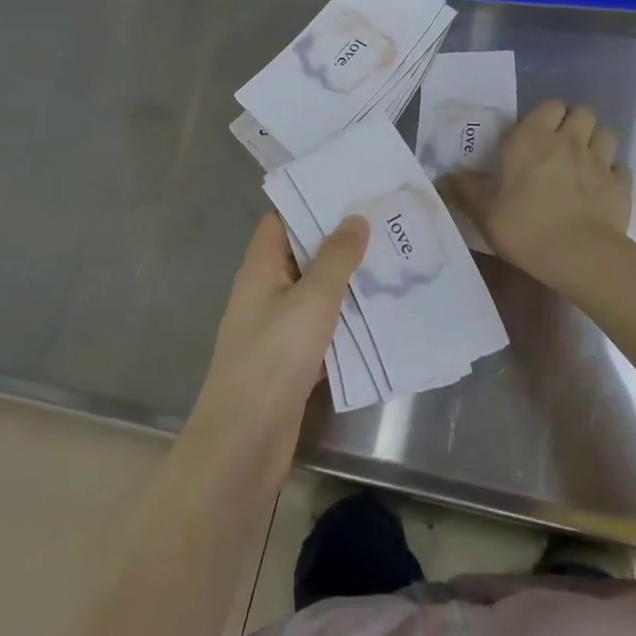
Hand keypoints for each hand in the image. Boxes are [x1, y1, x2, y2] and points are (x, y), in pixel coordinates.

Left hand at [182, 212, 366, 495]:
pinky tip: (380, 312)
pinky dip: (345, 317)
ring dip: (347, 279)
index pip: (282, 219)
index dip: (312, 202)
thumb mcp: (312, 300)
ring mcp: (276, 327)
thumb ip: (336, 257)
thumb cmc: (273, 359)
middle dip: (340, 239)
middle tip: (384, 222)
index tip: (351, 191)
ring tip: (392, 259)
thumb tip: (355, 218)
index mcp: (260, 267)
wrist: (243, 444)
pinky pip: (321, 326)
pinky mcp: (290, 359)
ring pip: (315, 291)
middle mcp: (265, 291)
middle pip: (302, 253)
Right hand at [443, 101, 634, 294]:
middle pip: (582, 112)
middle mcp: (569, 141)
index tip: (536, 135)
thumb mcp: (486, 213)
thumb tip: (444, 176)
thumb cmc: (526, 229)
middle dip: (575, 123)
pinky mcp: (621, 185)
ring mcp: (600, 161)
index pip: (549, 106)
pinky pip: (621, 168)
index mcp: (533, 139)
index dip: (546, 117)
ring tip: (586, 161)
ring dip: (597, 141)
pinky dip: (614, 174)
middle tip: (562, 146)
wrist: (580, 256)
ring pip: (607, 132)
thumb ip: (466, 191)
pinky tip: (604, 188)